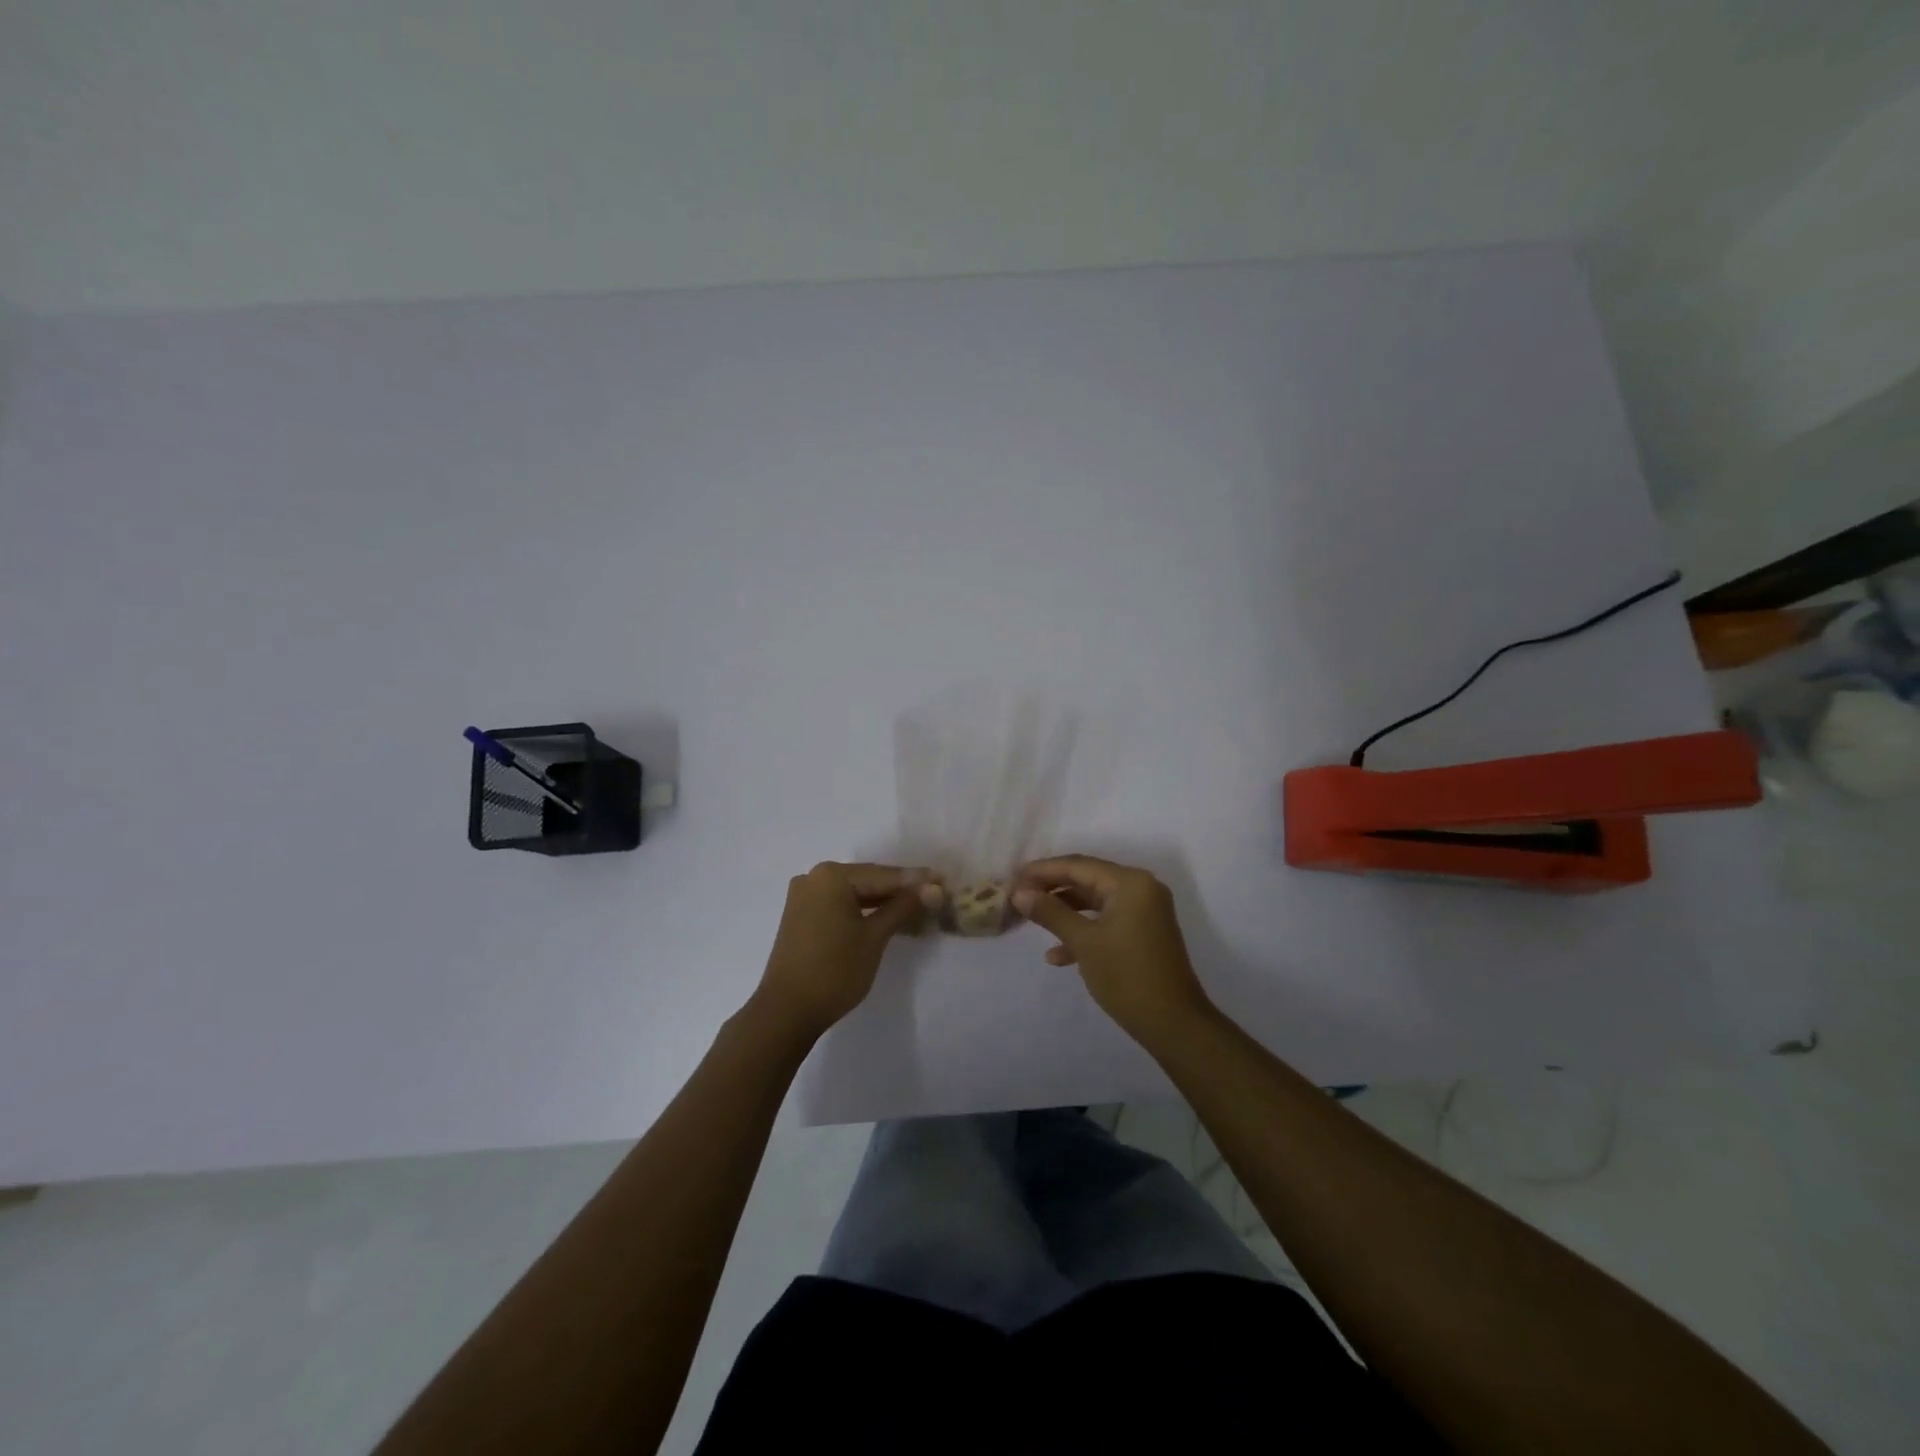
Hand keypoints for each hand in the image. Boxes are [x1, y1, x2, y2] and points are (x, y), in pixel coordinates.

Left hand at [753, 862, 939, 1040]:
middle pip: (868, 880)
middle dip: (900, 890)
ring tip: (916, 907)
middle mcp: (814, 877)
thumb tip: (935, 888)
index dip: (916, 880)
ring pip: (854, 893)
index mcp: (832, 876)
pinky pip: (839, 904)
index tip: (945, 881)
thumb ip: (903, 907)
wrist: (786, 1012)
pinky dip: (862, 910)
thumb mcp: (874, 937)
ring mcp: (804, 896)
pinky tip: (886, 917)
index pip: (884, 875)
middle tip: (935, 894)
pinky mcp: (801, 915)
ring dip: (883, 901)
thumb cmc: (834, 971)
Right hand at [1012, 856, 1213, 1045]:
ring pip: (1093, 900)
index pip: (1077, 865)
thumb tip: (1019, 893)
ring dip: (1063, 910)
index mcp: (1129, 882)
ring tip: (1030, 919)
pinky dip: (1082, 930)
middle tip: (1017, 896)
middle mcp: (1140, 888)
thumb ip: (1050, 913)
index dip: (1041, 871)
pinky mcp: (1142, 931)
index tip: (1011, 879)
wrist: (1174, 1025)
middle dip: (1050, 889)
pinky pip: (1106, 920)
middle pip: (1085, 879)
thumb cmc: (1127, 977)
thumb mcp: (1084, 943)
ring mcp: (1144, 910)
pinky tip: (1057, 955)